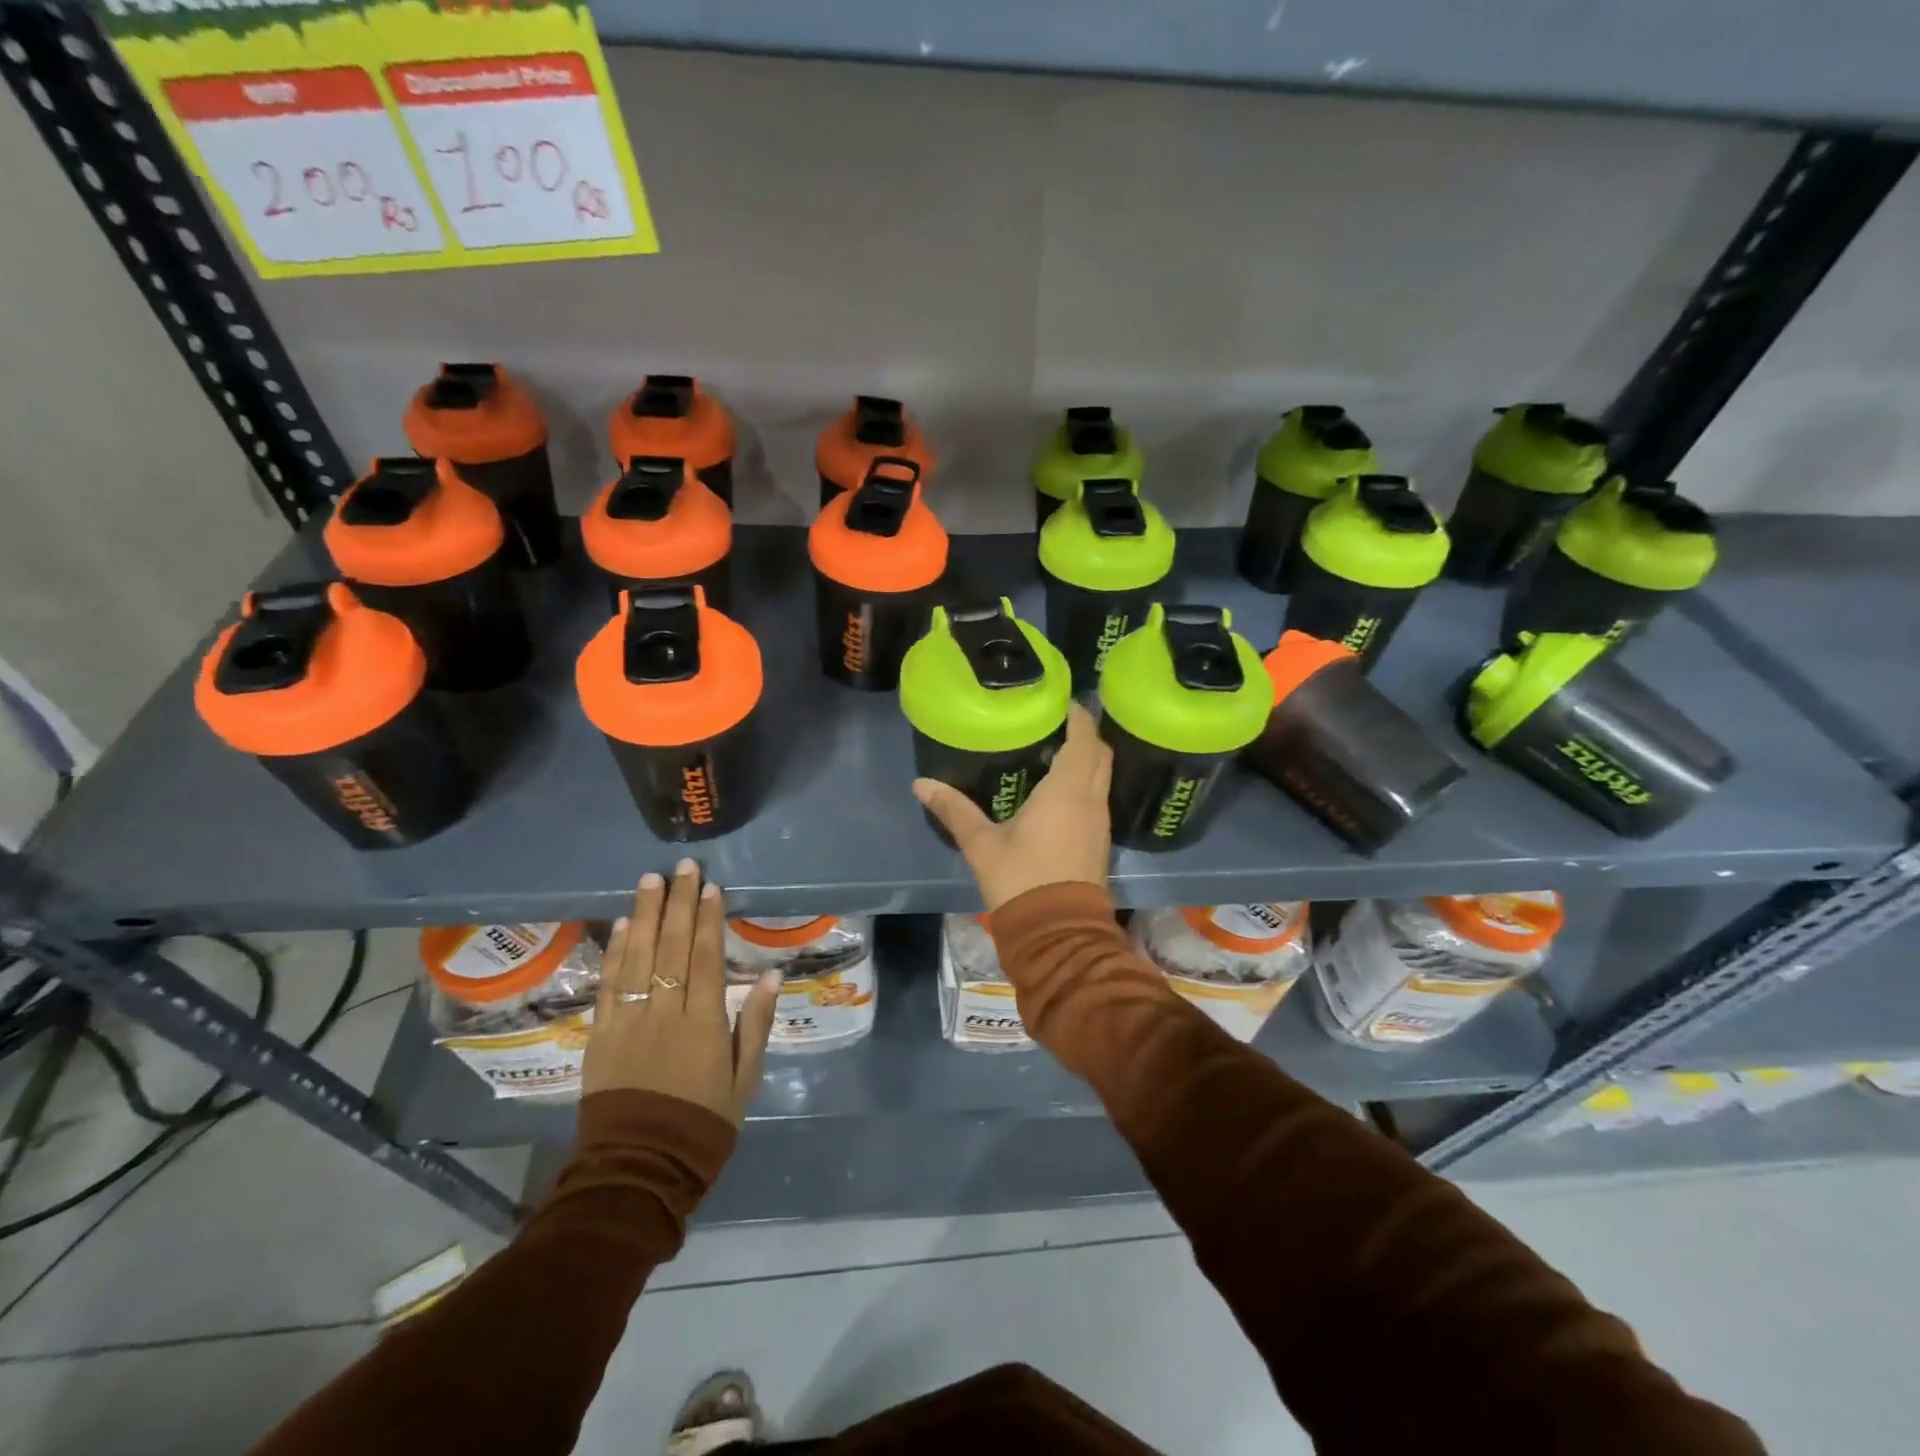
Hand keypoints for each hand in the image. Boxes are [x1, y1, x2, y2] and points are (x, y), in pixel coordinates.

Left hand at [583, 860, 779, 1124]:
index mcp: (704, 1024)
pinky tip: (624, 924)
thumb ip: (755, 1024)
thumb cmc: (702, 1124)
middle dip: (678, 903)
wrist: (640, 1168)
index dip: (708, 919)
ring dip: (645, 915)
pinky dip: (615, 952)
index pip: (706, 958)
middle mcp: (665, 1013)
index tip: (710, 887)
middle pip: (672, 947)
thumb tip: (770, 975)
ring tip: (650, 880)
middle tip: (683, 867)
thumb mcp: (744, 1079)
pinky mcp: (600, 1035)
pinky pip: (609, 985)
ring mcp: (628, 1022)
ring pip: (637, 957)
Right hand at [913, 700, 1112, 910]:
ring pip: (1102, 778)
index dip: (1078, 716)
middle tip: (1055, 725)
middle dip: (1085, 735)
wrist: (1058, 933)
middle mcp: (1092, 800)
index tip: (1062, 701)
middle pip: (1100, 754)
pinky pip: (1098, 799)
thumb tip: (921, 784)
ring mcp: (1100, 823)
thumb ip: (954, 810)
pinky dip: (1085, 784)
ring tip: (1053, 752)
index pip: (1084, 739)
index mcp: (1067, 791)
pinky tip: (1058, 792)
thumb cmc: (1021, 880)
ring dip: (1086, 761)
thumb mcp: (982, 844)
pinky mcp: (1100, 842)